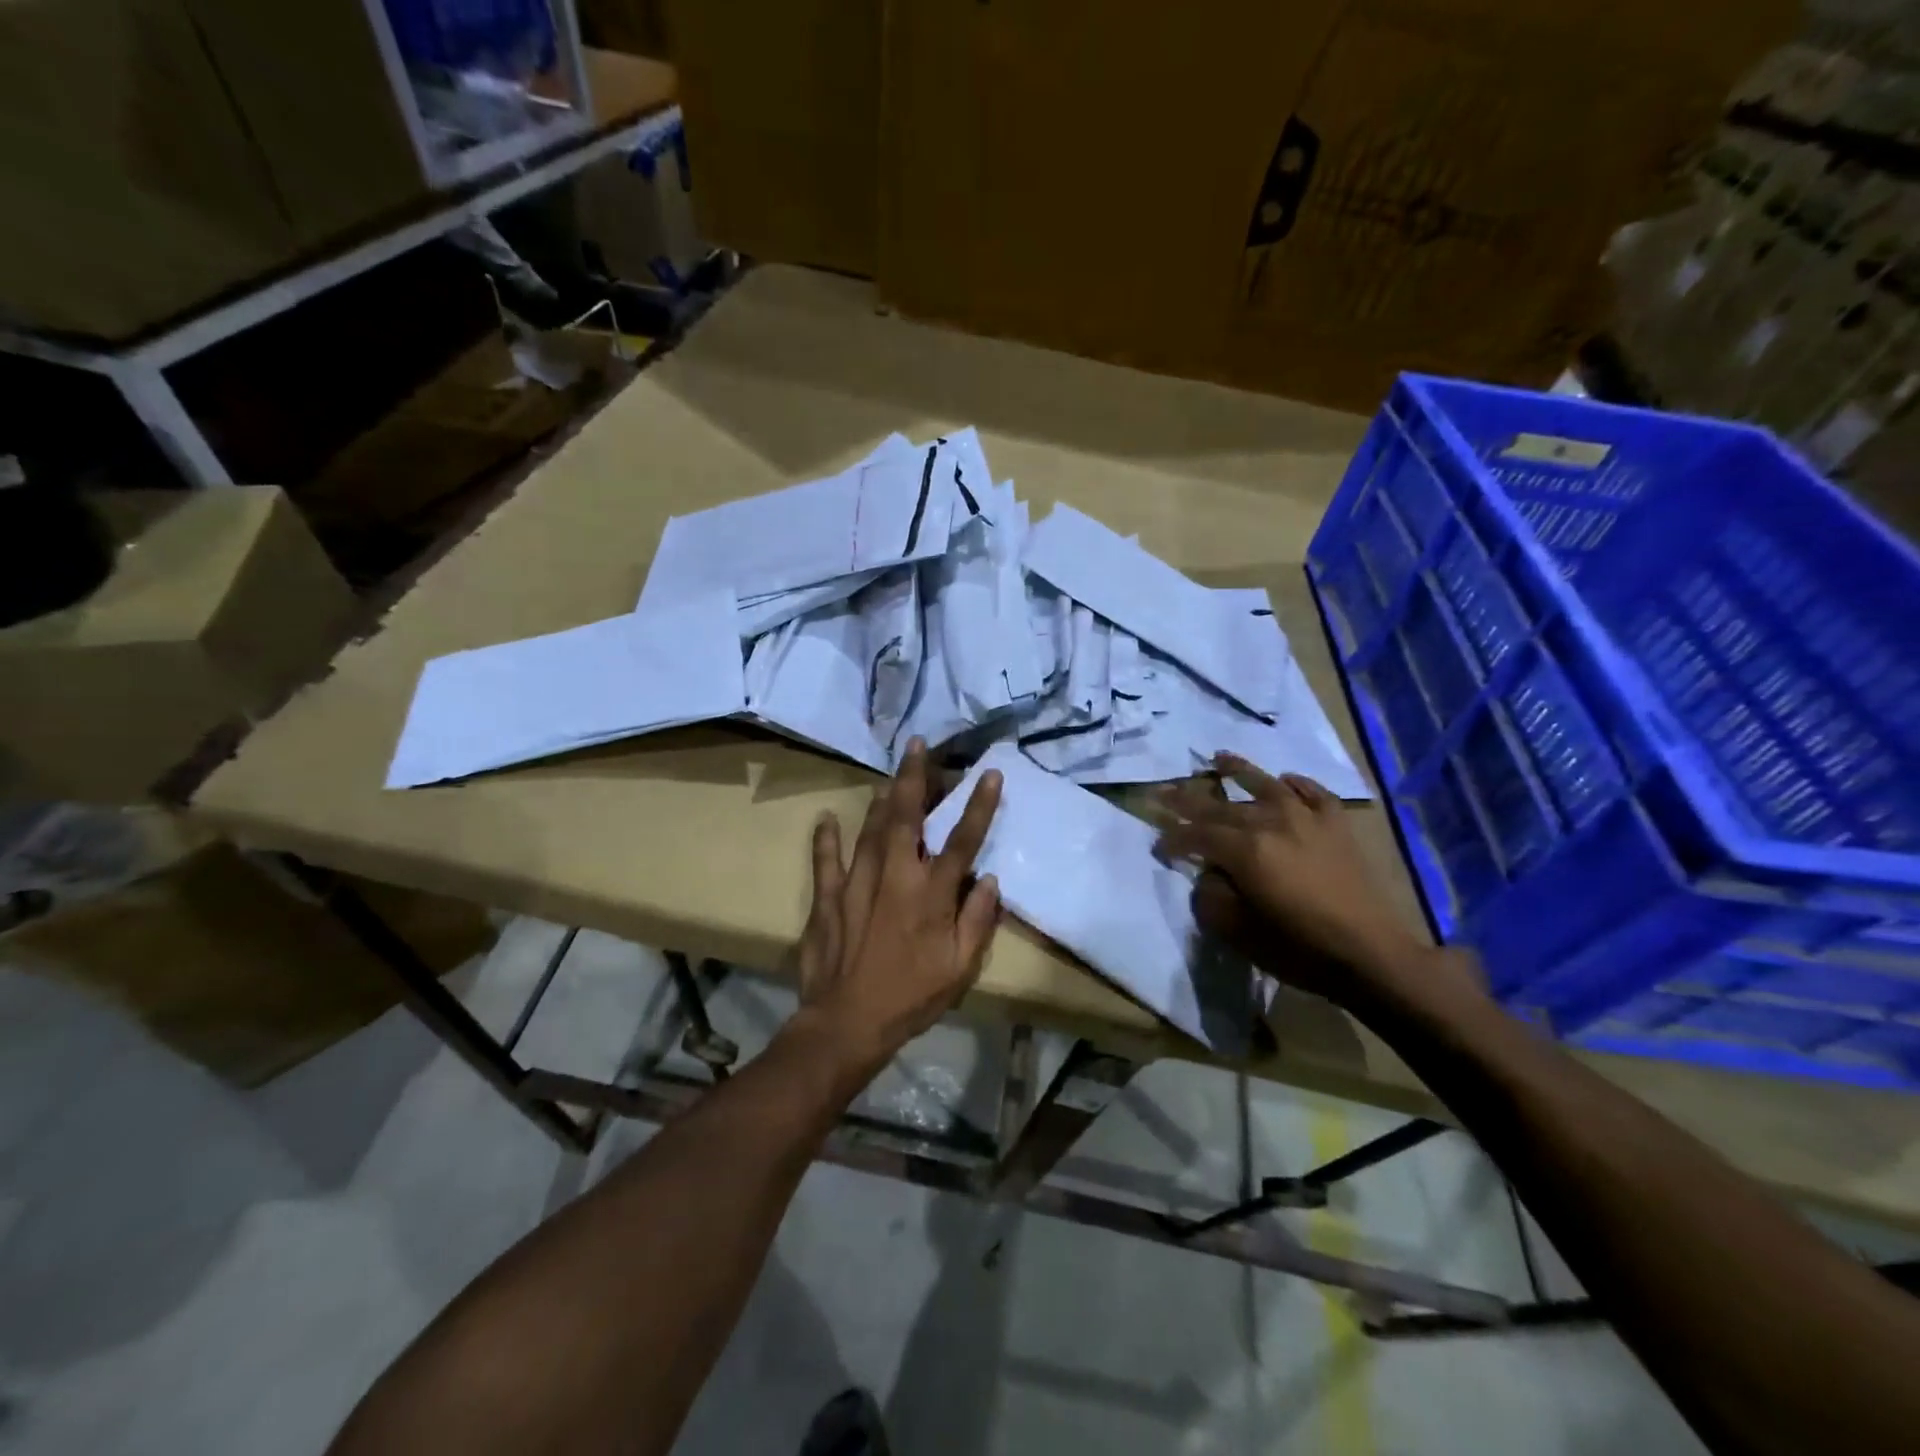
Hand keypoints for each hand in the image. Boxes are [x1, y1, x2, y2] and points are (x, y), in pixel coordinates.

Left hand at [794, 739, 1002, 1072]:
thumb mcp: (960, 968)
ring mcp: (857, 883)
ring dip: (881, 799)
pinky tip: (825, 818)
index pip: (962, 841)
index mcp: (931, 894)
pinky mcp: (827, 898)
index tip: (989, 773)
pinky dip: (825, 839)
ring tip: (888, 776)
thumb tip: (990, 880)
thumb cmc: (911, 997)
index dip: (978, 806)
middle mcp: (895, 877)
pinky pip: (826, 861)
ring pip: (870, 830)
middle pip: (906, 817)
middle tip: (917, 746)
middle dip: (914, 778)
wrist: (848, 1024)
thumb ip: (978, 921)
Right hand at [1158, 754, 1473, 1012]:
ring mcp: (1307, 817)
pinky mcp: (1336, 824)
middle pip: (1221, 806)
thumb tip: (1208, 875)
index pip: (1196, 835)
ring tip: (1219, 758)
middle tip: (1164, 792)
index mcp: (1244, 849)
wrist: (1371, 953)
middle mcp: (1271, 822)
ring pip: (1266, 784)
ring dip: (1239, 770)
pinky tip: (1287, 780)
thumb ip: (1211, 897)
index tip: (1159, 846)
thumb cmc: (1298, 947)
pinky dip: (1297, 784)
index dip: (1173, 840)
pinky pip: (1313, 793)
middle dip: (1188, 800)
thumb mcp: (1237, 931)